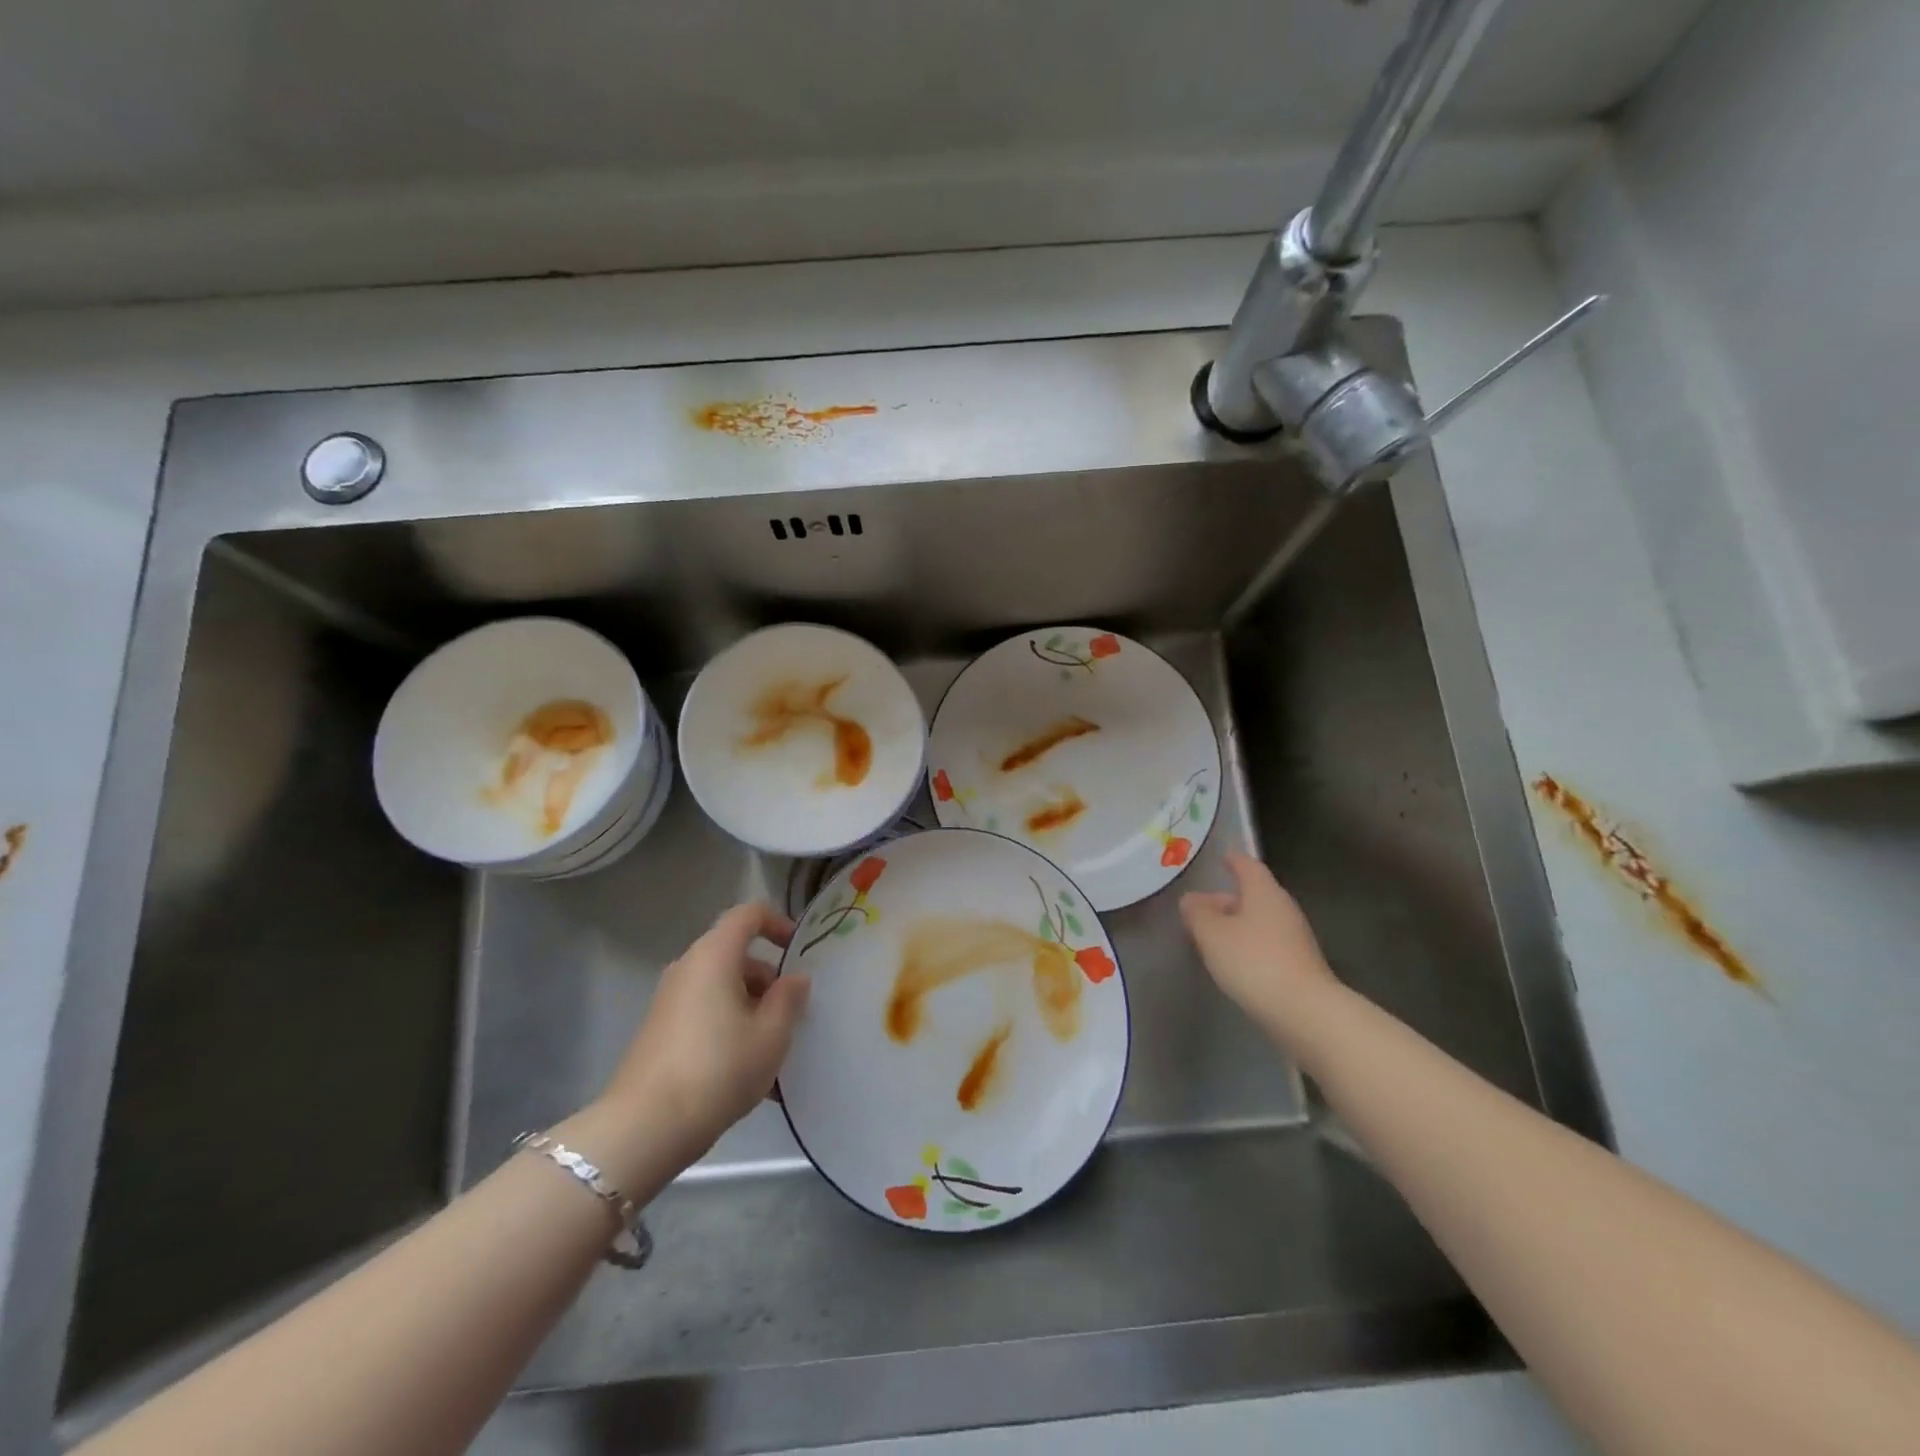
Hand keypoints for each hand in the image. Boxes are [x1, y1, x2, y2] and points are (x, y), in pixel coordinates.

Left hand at [598, 904, 810, 1168]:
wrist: (644, 1128)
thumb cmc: (718, 1068)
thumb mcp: (770, 1035)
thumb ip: (789, 999)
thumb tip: (794, 978)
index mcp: (714, 956)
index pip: (748, 915)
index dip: (778, 923)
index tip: (799, 951)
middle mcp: (688, 968)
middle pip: (735, 956)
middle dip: (768, 979)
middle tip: (793, 1013)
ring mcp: (669, 1001)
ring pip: (721, 989)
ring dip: (752, 1009)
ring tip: (774, 1052)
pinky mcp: (660, 1032)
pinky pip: (705, 1015)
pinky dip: (730, 1029)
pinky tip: (748, 1075)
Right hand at [1180, 851, 1337, 1038]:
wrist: (1305, 1013)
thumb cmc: (1253, 962)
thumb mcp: (1212, 934)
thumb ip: (1197, 913)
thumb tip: (1191, 899)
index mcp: (1264, 892)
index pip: (1248, 866)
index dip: (1233, 860)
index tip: (1221, 857)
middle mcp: (1283, 909)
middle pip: (1253, 894)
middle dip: (1227, 898)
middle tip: (1200, 907)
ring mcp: (1295, 938)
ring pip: (1260, 921)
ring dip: (1237, 924)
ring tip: (1211, 937)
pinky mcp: (1299, 966)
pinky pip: (1267, 944)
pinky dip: (1248, 945)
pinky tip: (1233, 961)